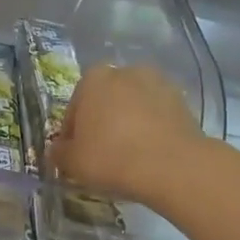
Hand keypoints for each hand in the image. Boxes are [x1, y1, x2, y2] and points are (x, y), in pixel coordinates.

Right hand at [52, 63, 200, 205]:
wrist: (172, 166)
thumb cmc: (111, 158)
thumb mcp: (72, 162)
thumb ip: (59, 153)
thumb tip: (58, 149)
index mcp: (93, 79)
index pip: (74, 107)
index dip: (72, 133)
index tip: (76, 153)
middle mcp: (125, 72)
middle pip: (105, 101)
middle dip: (101, 122)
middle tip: (100, 153)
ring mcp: (158, 83)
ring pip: (132, 107)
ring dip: (127, 124)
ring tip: (127, 155)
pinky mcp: (182, 101)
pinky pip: (156, 116)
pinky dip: (150, 129)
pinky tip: (148, 154)